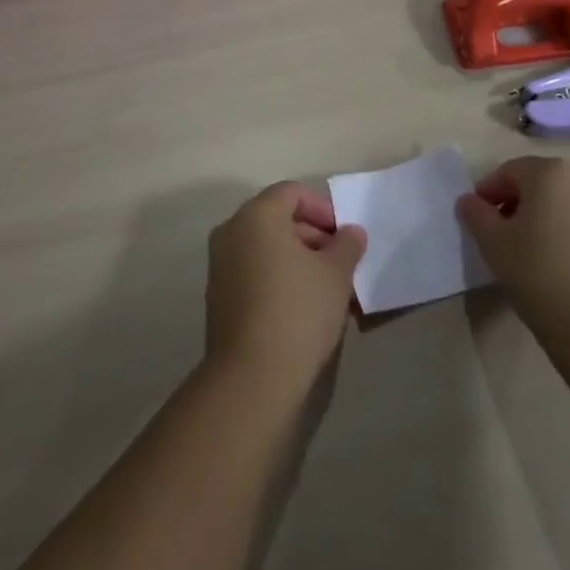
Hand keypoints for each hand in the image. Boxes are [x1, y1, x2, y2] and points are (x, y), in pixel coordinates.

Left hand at [205, 182, 365, 390]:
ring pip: (265, 247)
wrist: (253, 377)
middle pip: (276, 218)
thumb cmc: (299, 311)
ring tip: (326, 289)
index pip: (291, 193)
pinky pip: (252, 271)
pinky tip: (302, 307)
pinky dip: (277, 277)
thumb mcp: (336, 274)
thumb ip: (347, 245)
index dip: (322, 209)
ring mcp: (220, 264)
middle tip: (340, 264)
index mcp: (256, 215)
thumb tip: (351, 232)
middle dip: (311, 235)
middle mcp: (231, 231)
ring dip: (296, 259)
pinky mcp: (218, 296)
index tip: (344, 238)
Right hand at [456, 157, 569, 348]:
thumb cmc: (540, 278)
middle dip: (535, 192)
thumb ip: (476, 214)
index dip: (492, 191)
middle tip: (521, 225)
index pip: (511, 172)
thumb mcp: (493, 245)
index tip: (482, 216)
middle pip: (554, 174)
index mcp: (549, 174)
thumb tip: (470, 200)